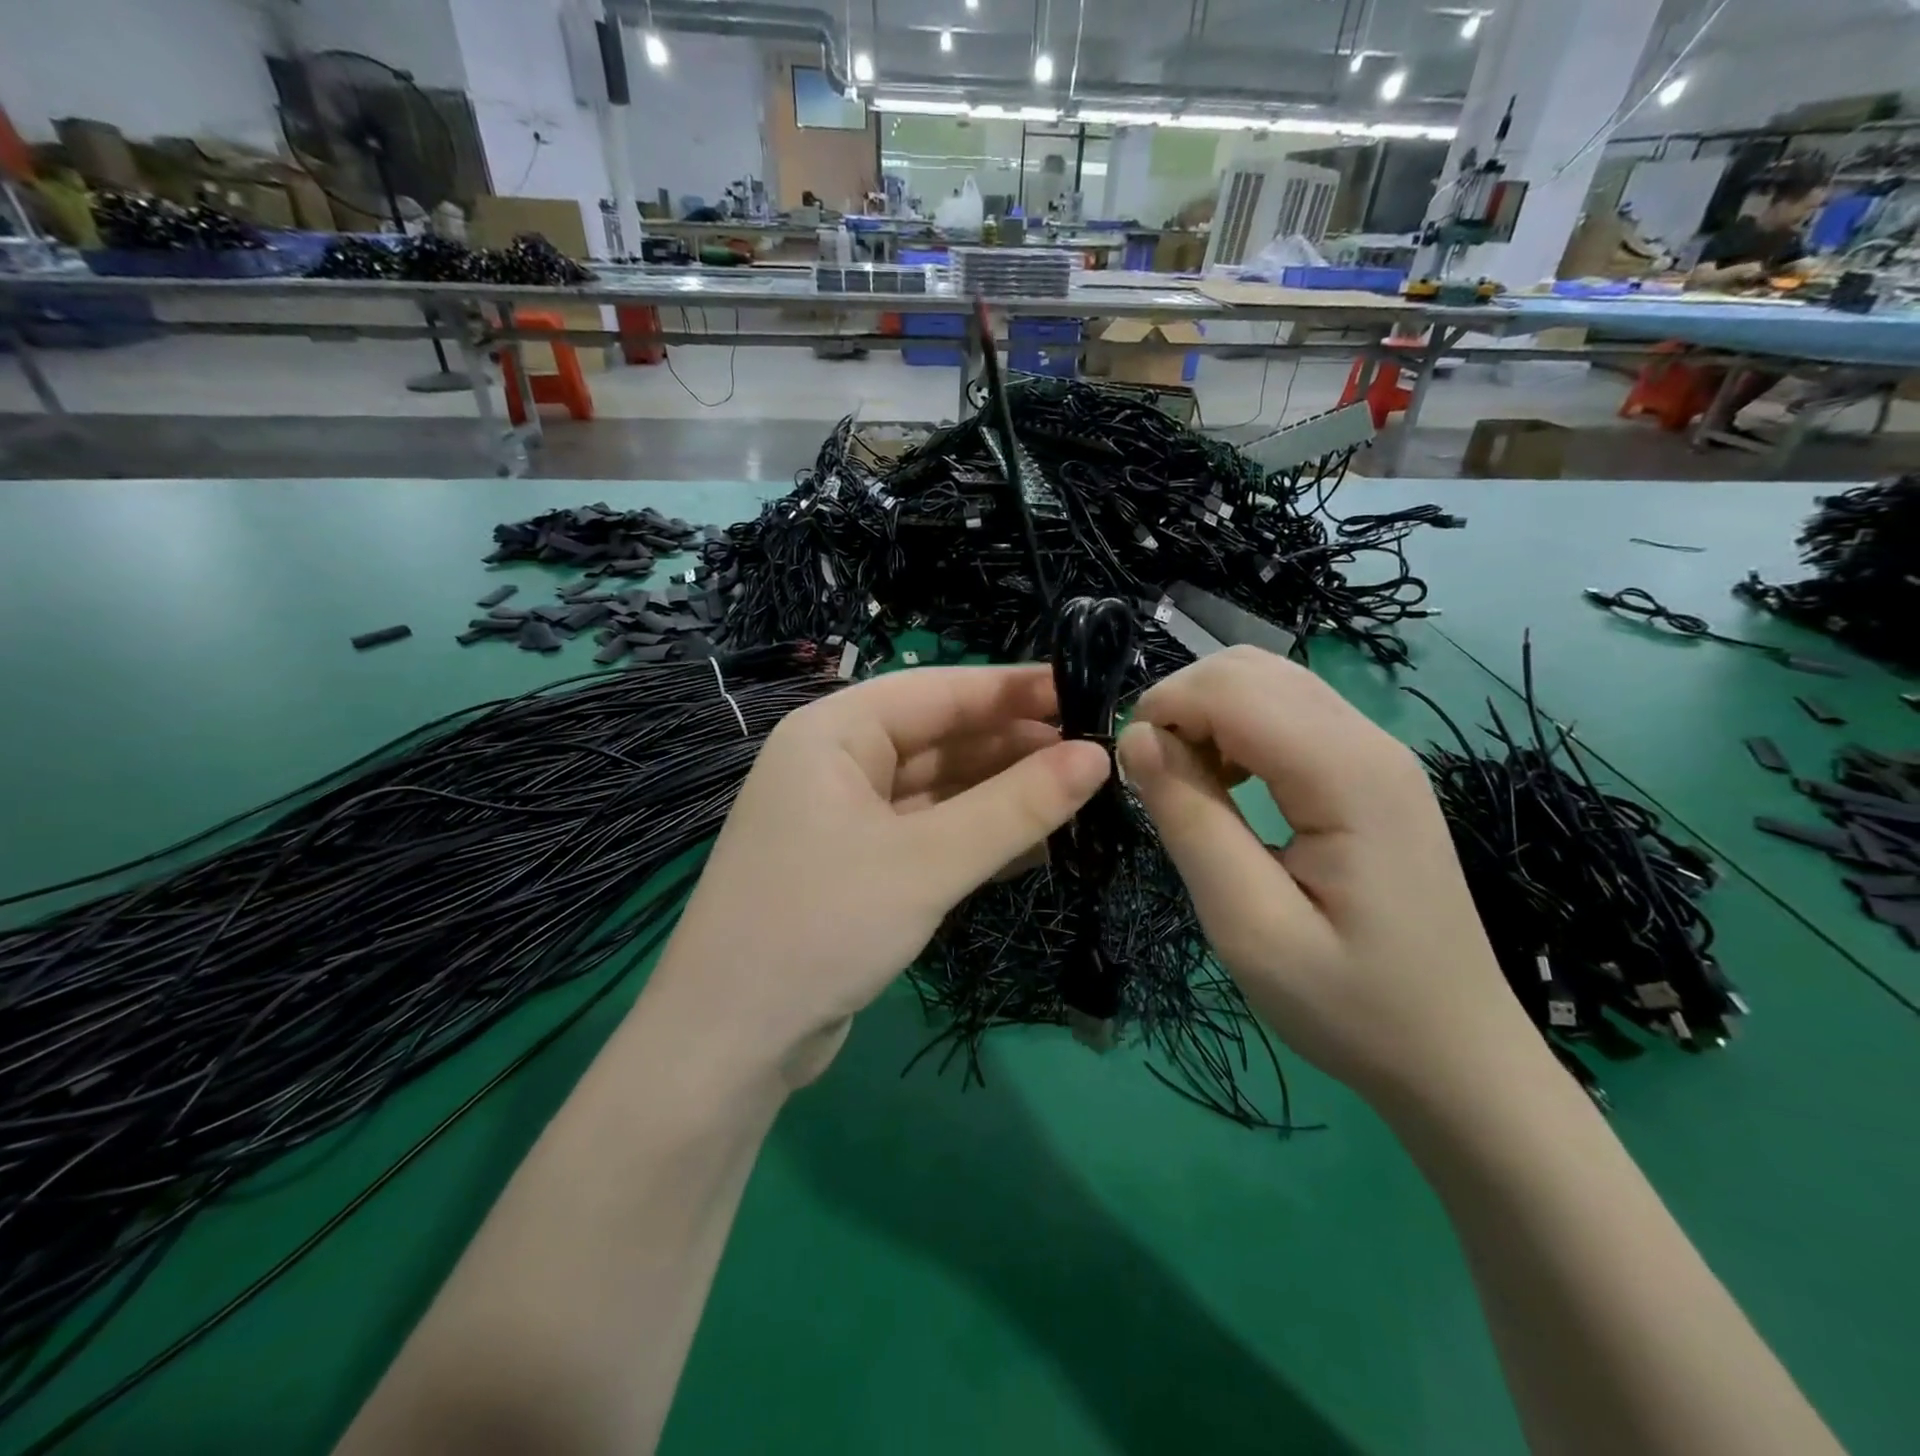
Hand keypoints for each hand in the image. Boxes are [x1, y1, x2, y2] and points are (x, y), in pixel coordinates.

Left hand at [646, 665, 1110, 1089]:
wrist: (730, 1044)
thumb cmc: (820, 926)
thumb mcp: (926, 862)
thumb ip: (1015, 807)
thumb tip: (1097, 756)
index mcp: (836, 733)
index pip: (940, 690)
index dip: (1015, 689)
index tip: (1087, 690)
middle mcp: (838, 764)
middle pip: (941, 737)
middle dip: (1014, 746)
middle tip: (1095, 753)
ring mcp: (847, 818)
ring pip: (940, 789)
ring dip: (1002, 794)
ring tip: (1080, 794)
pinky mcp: (859, 866)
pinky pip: (930, 833)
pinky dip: (978, 836)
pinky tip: (1037, 844)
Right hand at [1115, 647, 1545, 1110]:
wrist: (1455, 1056)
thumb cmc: (1349, 1004)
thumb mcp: (1248, 925)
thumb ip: (1190, 820)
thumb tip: (1136, 738)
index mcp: (1346, 774)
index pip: (1232, 688)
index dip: (1165, 709)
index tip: (1132, 773)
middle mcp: (1369, 740)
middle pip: (1249, 669)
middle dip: (1182, 704)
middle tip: (1155, 779)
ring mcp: (1378, 752)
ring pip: (1268, 681)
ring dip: (1208, 713)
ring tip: (1187, 782)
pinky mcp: (1373, 771)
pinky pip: (1290, 713)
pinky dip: (1238, 727)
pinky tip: (1230, 783)